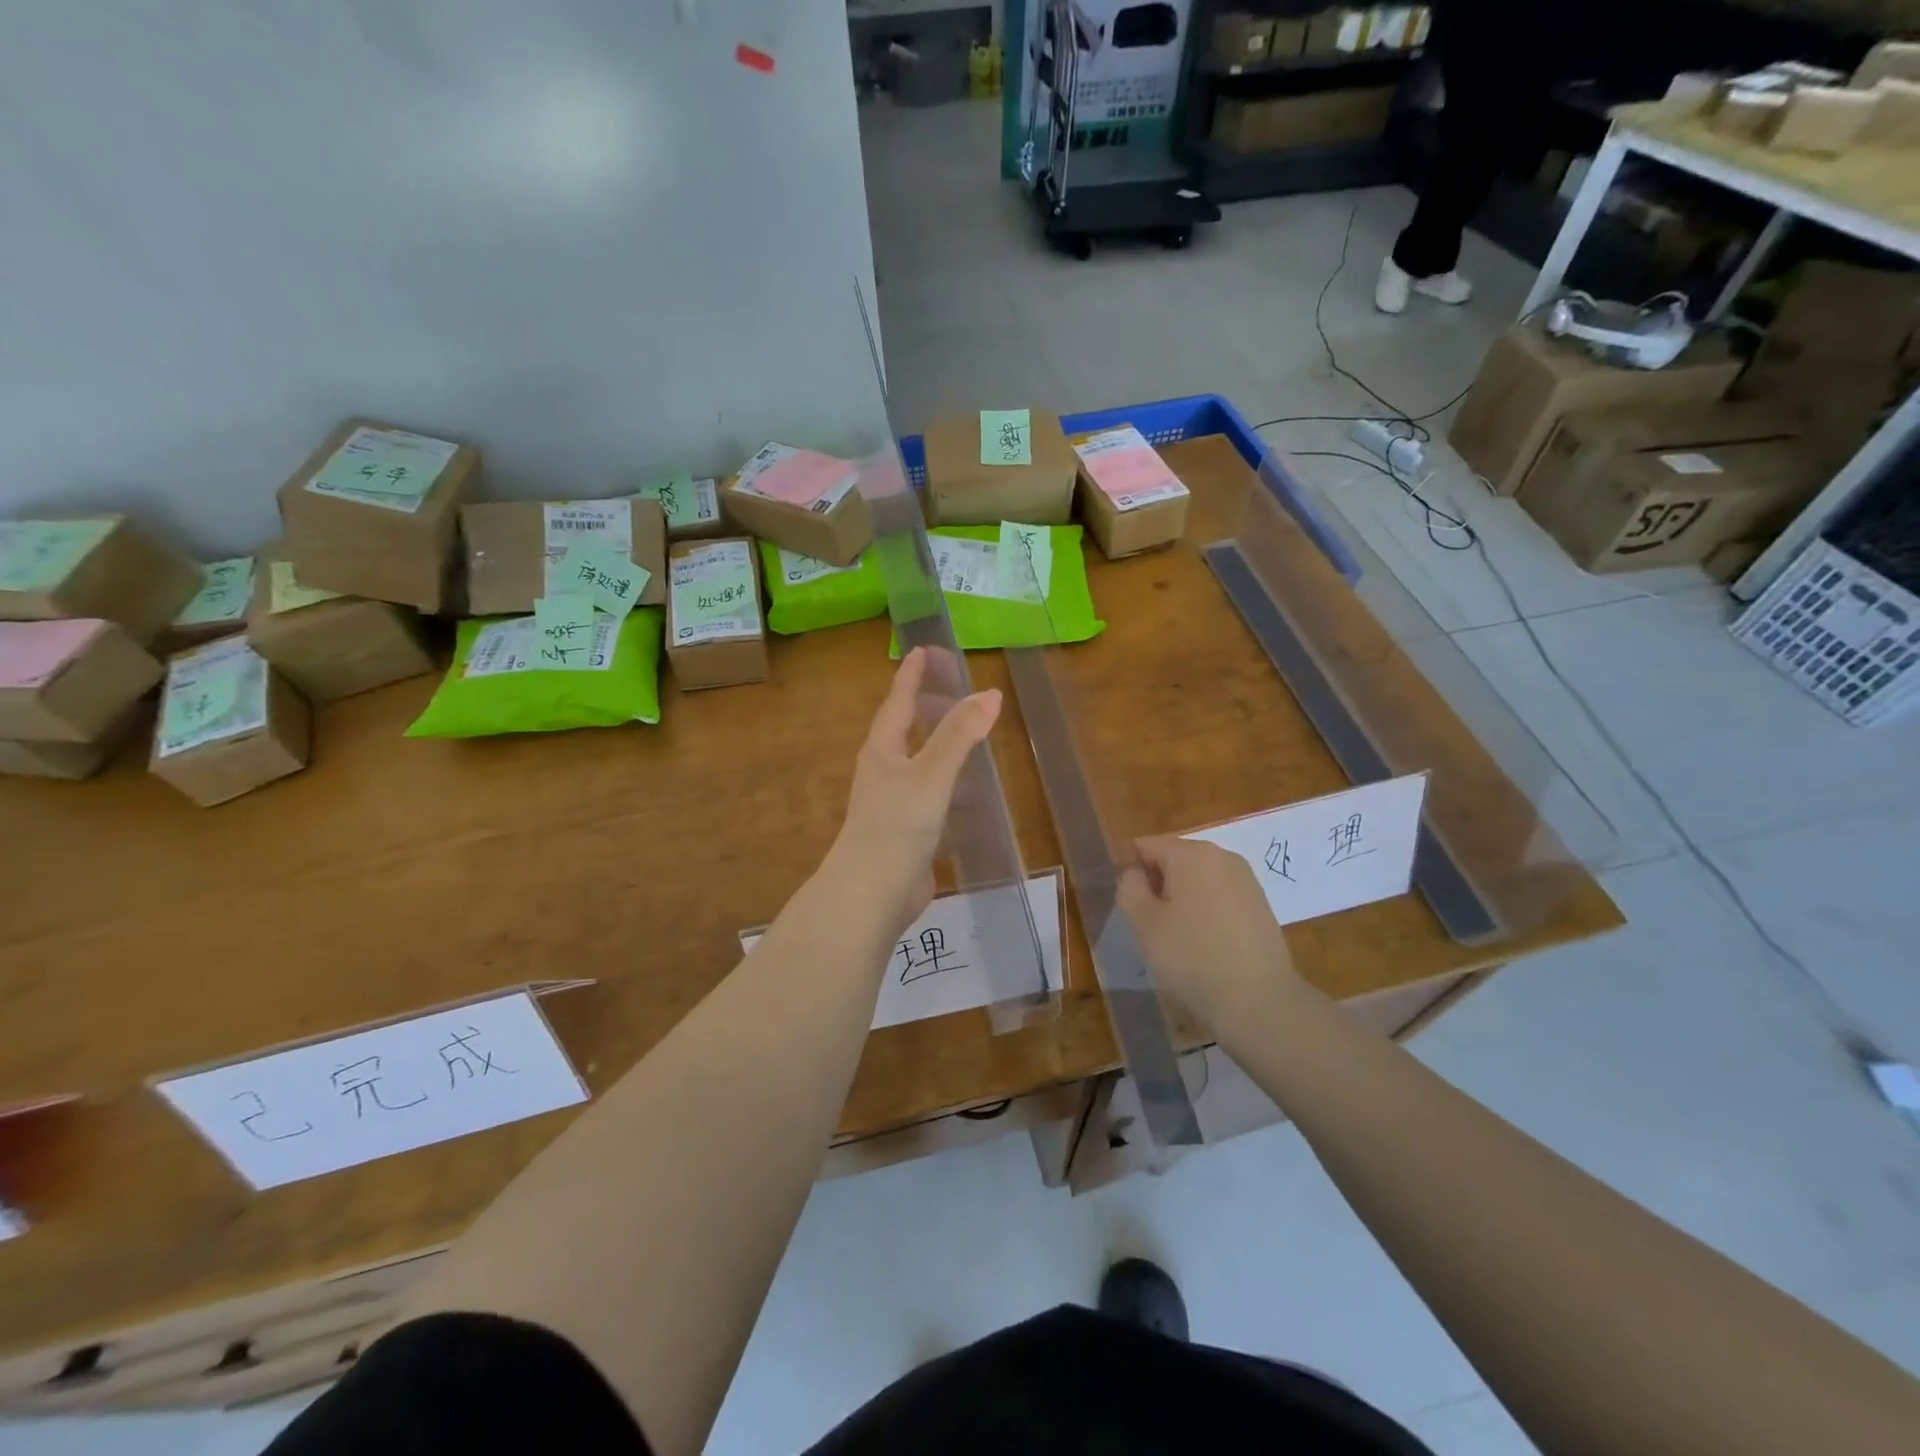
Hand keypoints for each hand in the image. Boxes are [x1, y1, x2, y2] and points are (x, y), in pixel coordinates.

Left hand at [821, 647, 1002, 939]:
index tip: (922, 649)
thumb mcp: (932, 775)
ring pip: (918, 764)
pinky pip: (930, 796)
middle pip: (904, 730)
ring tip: (968, 735)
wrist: (871, 895)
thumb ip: (959, 735)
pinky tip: (969, 794)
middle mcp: (883, 772)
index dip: (911, 676)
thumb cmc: (896, 826)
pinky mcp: (905, 833)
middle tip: (951, 688)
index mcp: (882, 751)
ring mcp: (892, 804)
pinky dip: (949, 786)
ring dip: (939, 747)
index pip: (898, 702)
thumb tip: (990, 693)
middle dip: (926, 708)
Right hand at [1117, 836, 1302, 1030]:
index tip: (1132, 908)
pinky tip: (1207, 943)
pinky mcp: (1261, 904)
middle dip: (1159, 884)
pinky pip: (1220, 895)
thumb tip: (1136, 873)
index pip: (1146, 846)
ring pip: (1198, 878)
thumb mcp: (1143, 923)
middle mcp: (1222, 856)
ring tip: (1180, 937)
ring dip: (1182, 898)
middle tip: (1153, 926)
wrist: (1259, 1001)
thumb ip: (1129, 887)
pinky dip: (1206, 910)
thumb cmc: (1192, 957)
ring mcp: (1246, 879)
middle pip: (1174, 858)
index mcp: (1192, 853)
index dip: (1131, 873)